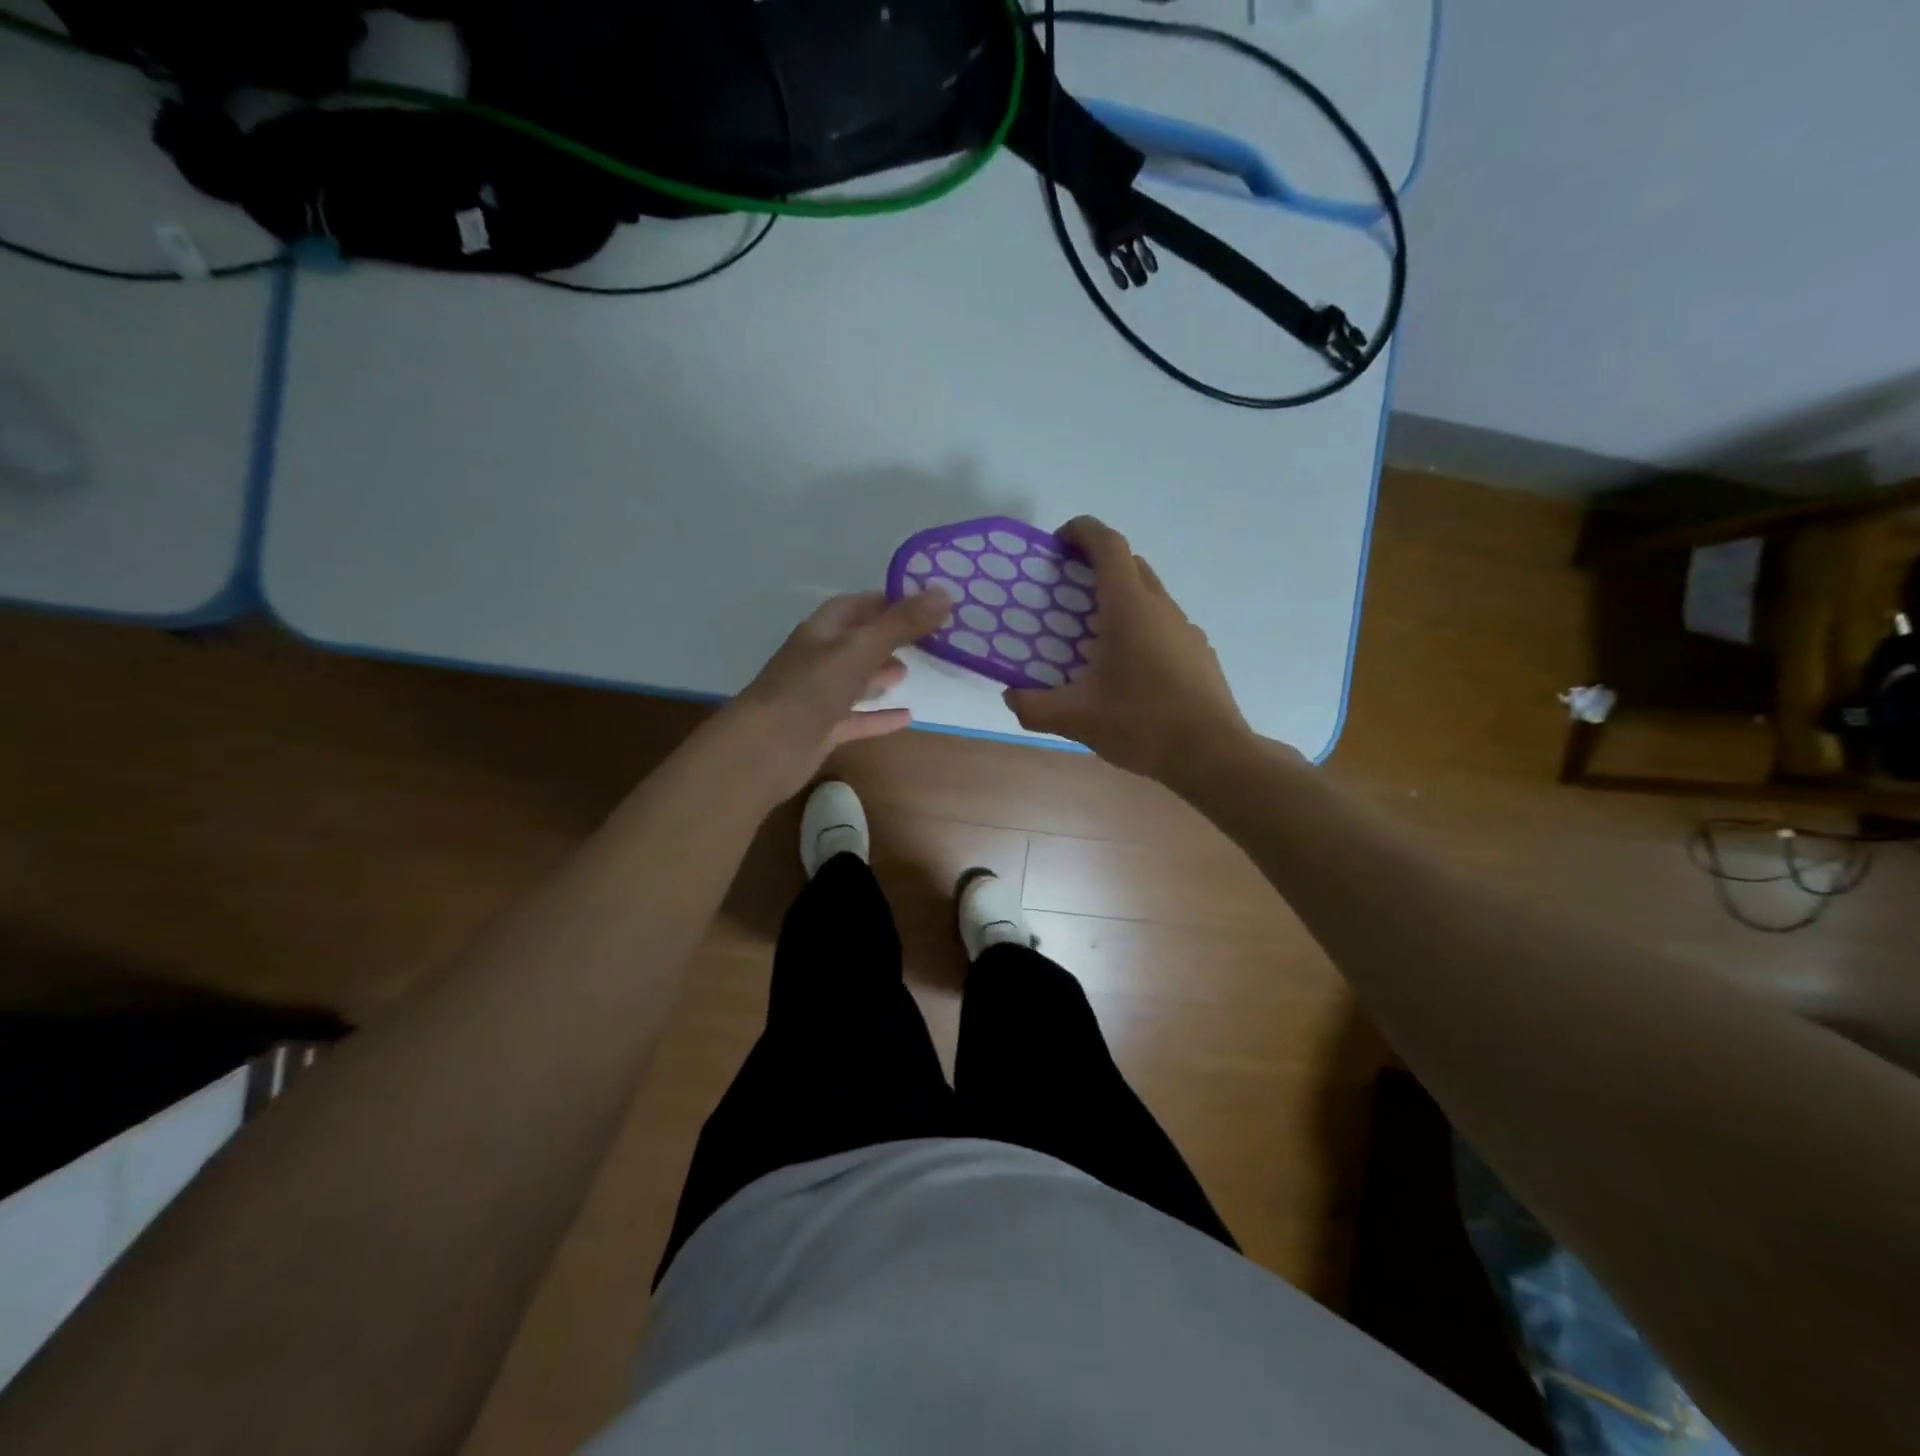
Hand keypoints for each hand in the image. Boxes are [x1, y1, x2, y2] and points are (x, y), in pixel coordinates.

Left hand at [723, 589, 950, 800]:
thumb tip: (946, 592)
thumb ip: (902, 624)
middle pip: (857, 641)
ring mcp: (819, 696)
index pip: (857, 605)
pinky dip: (880, 716)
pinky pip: (857, 718)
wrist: (766, 748)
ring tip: (910, 671)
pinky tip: (908, 716)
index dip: (888, 601)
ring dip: (880, 674)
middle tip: (924, 638)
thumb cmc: (811, 689)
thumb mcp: (860, 649)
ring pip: (855, 679)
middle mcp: (818, 659)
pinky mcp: (823, 729)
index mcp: (822, 631)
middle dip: (887, 637)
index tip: (924, 602)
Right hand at [1003, 517, 1250, 781]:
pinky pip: (1163, 623)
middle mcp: (1161, 607)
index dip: (1082, 531)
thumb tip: (1011, 696)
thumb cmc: (1142, 724)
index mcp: (1129, 608)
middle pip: (1129, 564)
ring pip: (1149, 594)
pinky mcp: (1198, 652)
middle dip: (1097, 564)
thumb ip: (1034, 706)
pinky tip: (1128, 668)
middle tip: (1067, 589)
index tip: (1058, 542)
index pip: (1108, 544)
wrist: (1212, 754)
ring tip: (1093, 634)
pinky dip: (1140, 626)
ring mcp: (1185, 628)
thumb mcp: (1077, 718)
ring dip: (1119, 598)